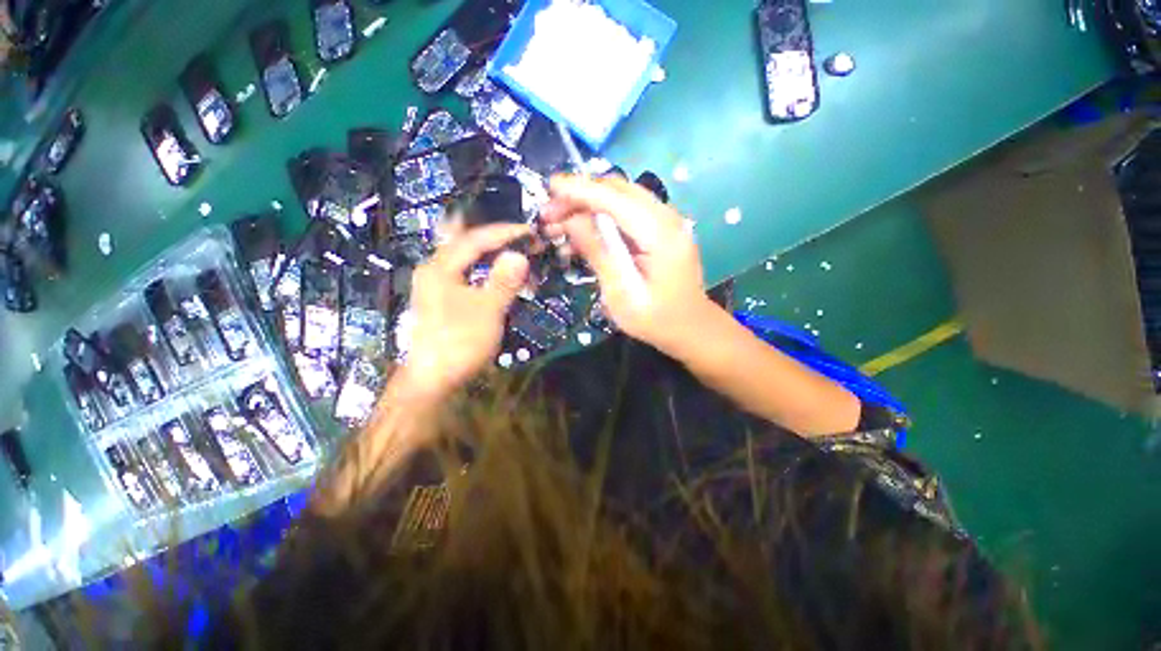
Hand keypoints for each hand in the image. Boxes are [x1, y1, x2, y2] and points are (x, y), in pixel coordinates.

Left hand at [403, 223, 530, 397]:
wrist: (432, 380)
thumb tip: (519, 255)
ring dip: (491, 255)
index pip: (475, 239)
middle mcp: (434, 271)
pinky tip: (496, 275)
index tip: (529, 232)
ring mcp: (436, 286)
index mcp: (440, 267)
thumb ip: (504, 281)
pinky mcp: (442, 301)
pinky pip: (466, 275)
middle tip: (521, 238)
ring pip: (466, 260)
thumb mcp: (487, 310)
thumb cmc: (459, 342)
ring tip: (514, 253)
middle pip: (466, 244)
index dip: (504, 233)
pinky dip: (484, 271)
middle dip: (496, 240)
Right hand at [541, 175, 717, 356]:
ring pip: (622, 198)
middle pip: (618, 190)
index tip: (550, 187)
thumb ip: (599, 253)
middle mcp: (667, 217)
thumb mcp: (622, 293)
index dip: (580, 189)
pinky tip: (583, 232)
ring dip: (589, 204)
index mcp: (661, 234)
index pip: (615, 198)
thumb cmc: (656, 320)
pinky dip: (602, 216)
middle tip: (550, 214)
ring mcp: (667, 221)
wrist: (692, 328)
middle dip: (580, 196)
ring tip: (560, 223)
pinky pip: (628, 212)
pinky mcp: (661, 229)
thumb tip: (572, 219)